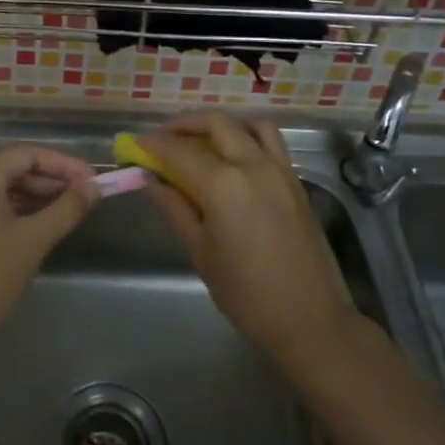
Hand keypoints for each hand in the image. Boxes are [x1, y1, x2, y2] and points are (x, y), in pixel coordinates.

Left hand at [0, 145, 99, 353]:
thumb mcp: (33, 241)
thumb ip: (66, 208)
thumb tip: (94, 188)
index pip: (29, 154)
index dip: (65, 165)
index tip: (93, 181)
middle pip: (12, 167)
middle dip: (50, 180)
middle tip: (84, 197)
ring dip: (33, 195)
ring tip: (67, 211)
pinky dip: (12, 208)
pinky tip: (37, 223)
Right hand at [137, 114, 355, 366]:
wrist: (310, 320)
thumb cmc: (246, 293)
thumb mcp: (201, 251)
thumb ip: (176, 208)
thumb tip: (152, 182)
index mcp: (223, 184)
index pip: (179, 150)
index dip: (153, 144)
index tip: (135, 145)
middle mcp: (253, 165)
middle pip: (216, 123)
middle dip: (185, 124)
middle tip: (164, 138)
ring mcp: (281, 170)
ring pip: (250, 125)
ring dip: (222, 125)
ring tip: (203, 141)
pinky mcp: (297, 183)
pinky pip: (271, 143)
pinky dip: (248, 138)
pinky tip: (235, 161)